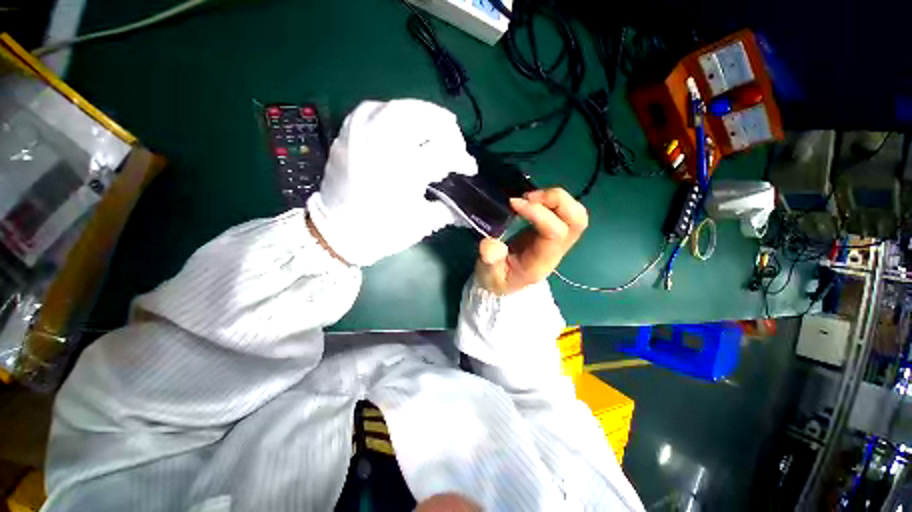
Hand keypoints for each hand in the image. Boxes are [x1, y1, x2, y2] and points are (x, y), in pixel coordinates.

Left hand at [307, 99, 476, 266]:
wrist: (336, 233)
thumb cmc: (382, 232)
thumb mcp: (422, 224)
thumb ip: (449, 211)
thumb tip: (468, 208)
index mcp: (406, 171)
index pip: (445, 153)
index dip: (462, 160)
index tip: (469, 169)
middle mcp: (385, 145)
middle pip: (424, 118)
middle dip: (447, 128)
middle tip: (454, 143)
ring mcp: (363, 135)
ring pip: (399, 107)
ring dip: (423, 114)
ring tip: (433, 129)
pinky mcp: (348, 134)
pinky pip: (373, 108)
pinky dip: (392, 112)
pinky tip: (400, 124)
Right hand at [475, 188, 587, 295]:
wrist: (507, 284)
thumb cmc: (498, 279)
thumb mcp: (489, 276)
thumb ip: (489, 262)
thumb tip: (491, 244)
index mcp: (540, 260)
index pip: (555, 232)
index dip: (538, 212)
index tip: (513, 204)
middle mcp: (555, 249)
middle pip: (577, 220)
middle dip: (556, 200)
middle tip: (528, 197)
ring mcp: (558, 240)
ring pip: (576, 213)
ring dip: (556, 198)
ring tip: (529, 198)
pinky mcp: (554, 231)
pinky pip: (566, 211)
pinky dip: (552, 200)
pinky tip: (531, 201)